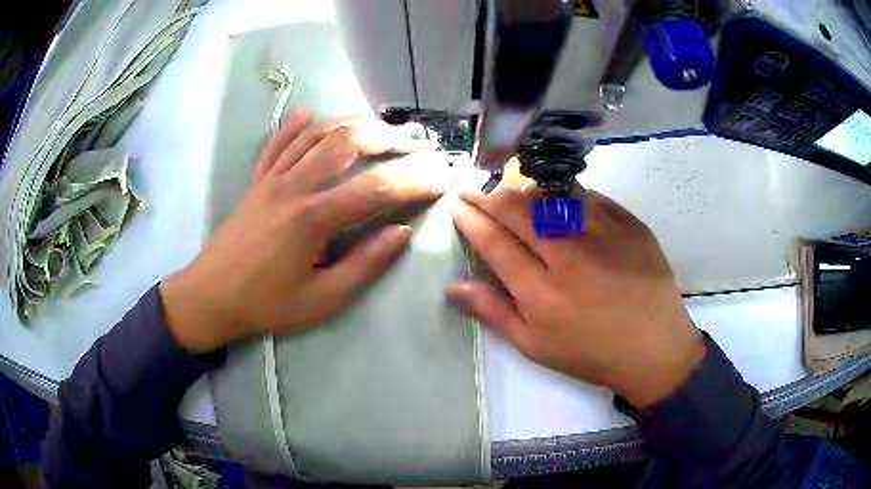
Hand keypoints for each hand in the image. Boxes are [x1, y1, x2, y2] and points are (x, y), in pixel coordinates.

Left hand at [160, 108, 442, 352]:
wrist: (210, 297)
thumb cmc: (266, 304)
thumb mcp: (321, 300)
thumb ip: (364, 265)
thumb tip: (400, 233)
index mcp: (312, 218)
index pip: (375, 189)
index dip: (412, 181)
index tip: (439, 178)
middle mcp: (294, 186)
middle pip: (345, 143)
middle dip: (384, 138)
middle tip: (410, 145)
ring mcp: (271, 179)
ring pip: (314, 135)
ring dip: (349, 124)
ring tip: (375, 128)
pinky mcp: (256, 182)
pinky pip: (276, 144)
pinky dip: (294, 126)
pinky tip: (309, 113)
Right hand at [448, 188, 704, 407]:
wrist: (655, 347)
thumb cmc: (592, 353)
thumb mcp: (536, 346)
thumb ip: (494, 313)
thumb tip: (455, 287)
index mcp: (542, 290)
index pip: (494, 242)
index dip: (470, 219)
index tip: (458, 206)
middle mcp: (569, 254)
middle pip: (517, 210)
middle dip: (488, 197)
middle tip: (475, 192)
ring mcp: (603, 233)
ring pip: (551, 195)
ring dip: (524, 192)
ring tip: (514, 197)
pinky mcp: (629, 223)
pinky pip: (588, 196)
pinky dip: (566, 195)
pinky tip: (560, 203)